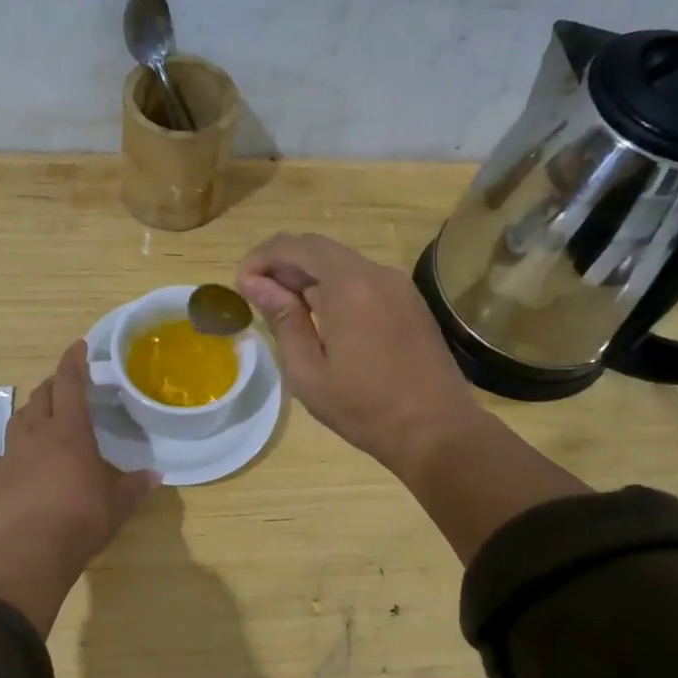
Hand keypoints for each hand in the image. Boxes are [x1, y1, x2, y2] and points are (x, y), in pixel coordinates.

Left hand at [0, 341, 157, 634]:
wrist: (31, 552)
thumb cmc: (82, 519)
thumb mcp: (119, 504)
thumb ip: (136, 486)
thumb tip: (155, 476)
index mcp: (70, 431)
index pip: (70, 382)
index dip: (74, 361)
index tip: (79, 346)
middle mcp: (37, 433)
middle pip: (42, 395)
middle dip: (54, 385)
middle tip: (67, 388)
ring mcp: (10, 453)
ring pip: (19, 419)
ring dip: (33, 414)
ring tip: (44, 422)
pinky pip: (2, 455)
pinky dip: (13, 453)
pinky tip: (19, 465)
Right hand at [236, 233, 487, 473]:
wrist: (436, 430)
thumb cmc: (364, 408)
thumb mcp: (308, 371)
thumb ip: (282, 319)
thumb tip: (255, 284)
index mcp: (348, 285)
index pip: (295, 247)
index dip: (261, 258)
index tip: (241, 284)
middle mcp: (375, 272)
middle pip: (319, 249)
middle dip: (283, 264)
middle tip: (257, 294)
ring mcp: (398, 285)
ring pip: (342, 263)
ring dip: (308, 275)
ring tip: (284, 308)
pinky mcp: (410, 301)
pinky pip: (363, 279)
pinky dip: (334, 287)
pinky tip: (321, 317)